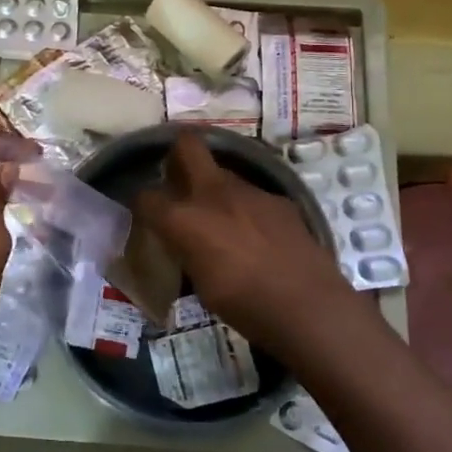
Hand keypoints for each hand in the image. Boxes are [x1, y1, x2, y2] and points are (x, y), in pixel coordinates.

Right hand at [135, 132, 364, 361]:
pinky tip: (259, 235)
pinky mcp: (279, 199)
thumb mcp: (201, 284)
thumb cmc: (245, 305)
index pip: (146, 197)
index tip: (147, 215)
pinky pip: (252, 195)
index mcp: (184, 219)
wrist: (308, 305)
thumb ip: (188, 252)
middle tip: (179, 180)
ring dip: (216, 189)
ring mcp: (250, 191)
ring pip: (223, 173)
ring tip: (224, 220)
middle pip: (187, 146)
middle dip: (178, 155)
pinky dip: (247, 208)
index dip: (143, 205)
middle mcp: (213, 193)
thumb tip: (185, 244)